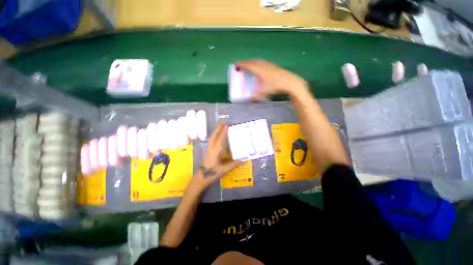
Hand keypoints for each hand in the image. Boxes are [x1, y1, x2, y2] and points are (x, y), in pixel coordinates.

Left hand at [186, 123, 240, 194]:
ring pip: (212, 137)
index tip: (226, 125)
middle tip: (223, 122)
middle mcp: (211, 148)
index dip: (224, 132)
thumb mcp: (224, 169)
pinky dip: (215, 135)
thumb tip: (243, 160)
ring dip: (216, 130)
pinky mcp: (208, 150)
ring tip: (221, 126)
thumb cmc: (213, 173)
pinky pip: (212, 140)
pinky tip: (217, 135)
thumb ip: (234, 164)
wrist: (201, 177)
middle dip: (219, 128)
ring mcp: (208, 148)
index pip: (220, 139)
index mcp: (216, 151)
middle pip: (215, 135)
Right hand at [235, 59, 308, 97]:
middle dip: (245, 62)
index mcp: (258, 69)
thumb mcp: (263, 93)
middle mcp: (262, 65)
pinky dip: (257, 63)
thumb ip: (254, 96)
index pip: (247, 65)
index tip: (235, 64)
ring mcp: (269, 64)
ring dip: (252, 62)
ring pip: (257, 61)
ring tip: (249, 66)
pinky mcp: (273, 66)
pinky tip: (259, 67)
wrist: (289, 82)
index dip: (240, 64)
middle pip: (252, 61)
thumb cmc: (274, 86)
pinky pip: (262, 62)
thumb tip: (248, 99)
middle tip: (241, 65)